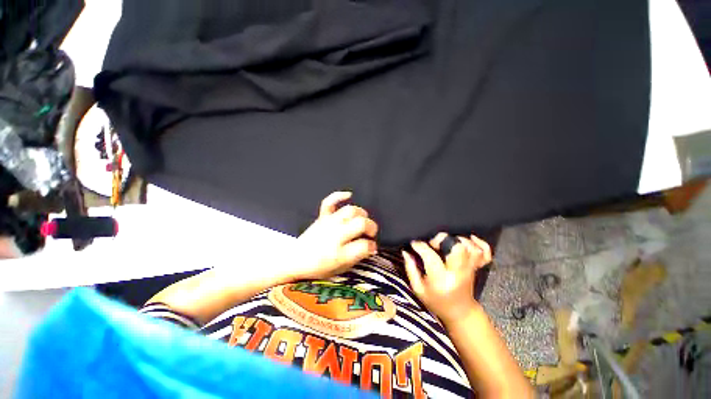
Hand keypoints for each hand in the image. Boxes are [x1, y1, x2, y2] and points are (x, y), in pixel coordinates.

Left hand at [291, 191, 378, 280]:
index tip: (372, 247)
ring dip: (361, 214)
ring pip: (350, 211)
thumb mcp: (341, 269)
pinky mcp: (321, 217)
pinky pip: (329, 202)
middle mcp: (335, 236)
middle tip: (371, 233)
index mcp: (340, 254)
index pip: (365, 245)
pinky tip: (349, 195)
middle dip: (371, 227)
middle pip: (360, 224)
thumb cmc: (319, 268)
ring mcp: (328, 224)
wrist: (295, 261)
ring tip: (362, 220)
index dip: (372, 246)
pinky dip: (339, 196)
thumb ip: (357, 257)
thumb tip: (371, 248)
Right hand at [402, 233, 491, 322]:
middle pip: (457, 248)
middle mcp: (458, 273)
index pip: (431, 257)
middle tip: (433, 243)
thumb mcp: (418, 289)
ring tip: (447, 242)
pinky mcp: (477, 267)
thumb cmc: (435, 300)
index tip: (414, 243)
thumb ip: (410, 268)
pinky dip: (480, 243)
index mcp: (441, 280)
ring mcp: (470, 269)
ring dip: (458, 240)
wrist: (459, 311)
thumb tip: (406, 251)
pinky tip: (470, 238)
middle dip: (442, 240)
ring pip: (470, 248)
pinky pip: (485, 253)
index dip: (420, 246)